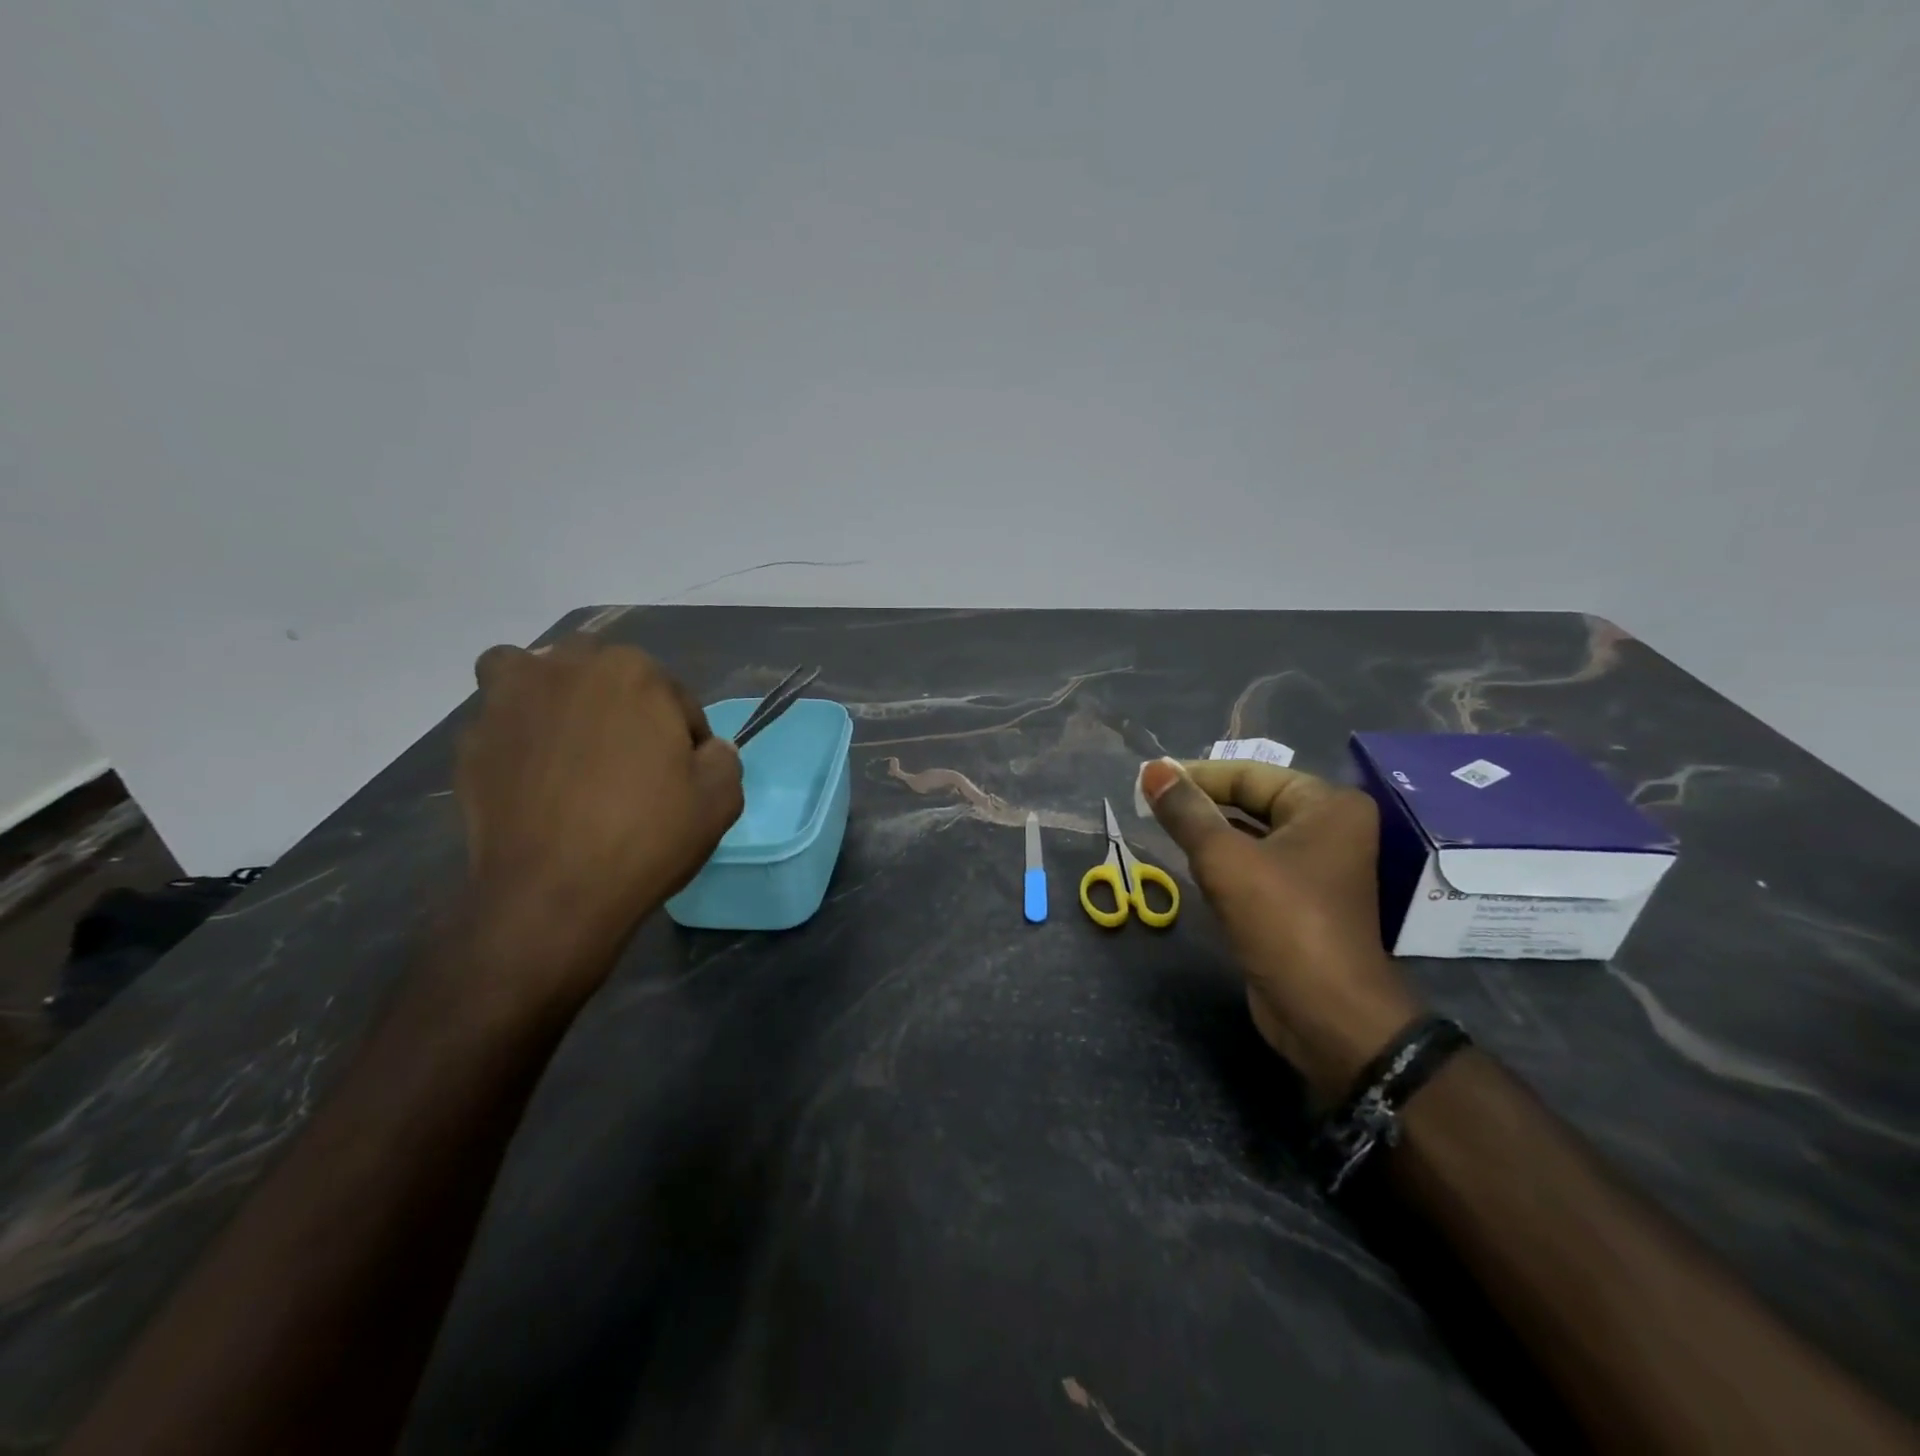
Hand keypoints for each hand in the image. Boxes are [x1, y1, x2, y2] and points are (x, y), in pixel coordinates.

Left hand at [455, 639, 742, 1002]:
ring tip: (568, 745)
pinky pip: (500, 721)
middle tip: (630, 760)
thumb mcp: (721, 798)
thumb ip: (721, 757)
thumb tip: (704, 750)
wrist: (553, 893)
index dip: (685, 735)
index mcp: (634, 672)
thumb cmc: (646, 836)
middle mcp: (566, 668)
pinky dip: (517, 737)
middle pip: (603, 674)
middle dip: (622, 707)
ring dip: (553, 697)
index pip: (673, 695)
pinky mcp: (470, 741)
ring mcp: (508, 701)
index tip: (683, 774)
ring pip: (533, 675)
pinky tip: (532, 777)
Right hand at [1139, 757, 1423, 1101]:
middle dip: (1200, 803)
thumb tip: (1152, 769)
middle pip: (1251, 801)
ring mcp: (1316, 866)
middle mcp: (1328, 828)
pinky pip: (1253, 864)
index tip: (1147, 780)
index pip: (1248, 775)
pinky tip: (1186, 862)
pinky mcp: (1300, 899)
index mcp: (1326, 805)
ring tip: (1157, 826)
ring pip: (1249, 834)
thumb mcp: (1225, 860)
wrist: (1326, 1015)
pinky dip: (1221, 861)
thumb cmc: (1282, 922)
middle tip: (1147, 802)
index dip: (1195, 775)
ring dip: (1206, 832)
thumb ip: (1186, 812)